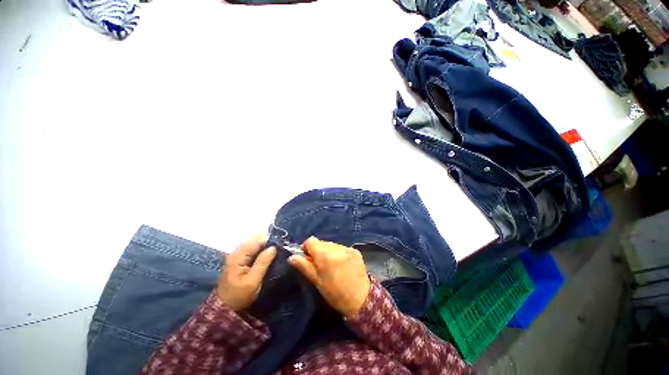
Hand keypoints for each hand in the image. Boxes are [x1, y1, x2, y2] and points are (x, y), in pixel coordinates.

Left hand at [217, 235, 276, 311]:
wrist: (225, 308)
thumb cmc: (239, 296)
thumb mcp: (253, 281)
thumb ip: (263, 263)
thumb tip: (273, 247)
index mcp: (238, 256)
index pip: (256, 240)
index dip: (269, 240)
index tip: (281, 243)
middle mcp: (236, 252)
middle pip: (254, 240)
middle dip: (268, 241)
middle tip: (280, 246)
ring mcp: (237, 256)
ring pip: (254, 244)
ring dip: (265, 245)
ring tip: (277, 249)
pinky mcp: (239, 260)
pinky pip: (252, 250)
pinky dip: (261, 250)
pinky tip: (269, 253)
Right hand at [288, 237, 369, 316]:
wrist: (361, 299)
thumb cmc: (335, 294)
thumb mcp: (317, 282)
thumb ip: (304, 266)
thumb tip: (291, 257)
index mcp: (325, 256)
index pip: (311, 241)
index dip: (307, 248)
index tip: (308, 258)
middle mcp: (336, 248)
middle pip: (322, 242)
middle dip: (318, 251)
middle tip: (321, 265)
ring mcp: (347, 248)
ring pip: (331, 244)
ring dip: (328, 252)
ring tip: (332, 266)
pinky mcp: (355, 250)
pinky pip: (341, 247)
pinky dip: (338, 253)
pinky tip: (342, 265)